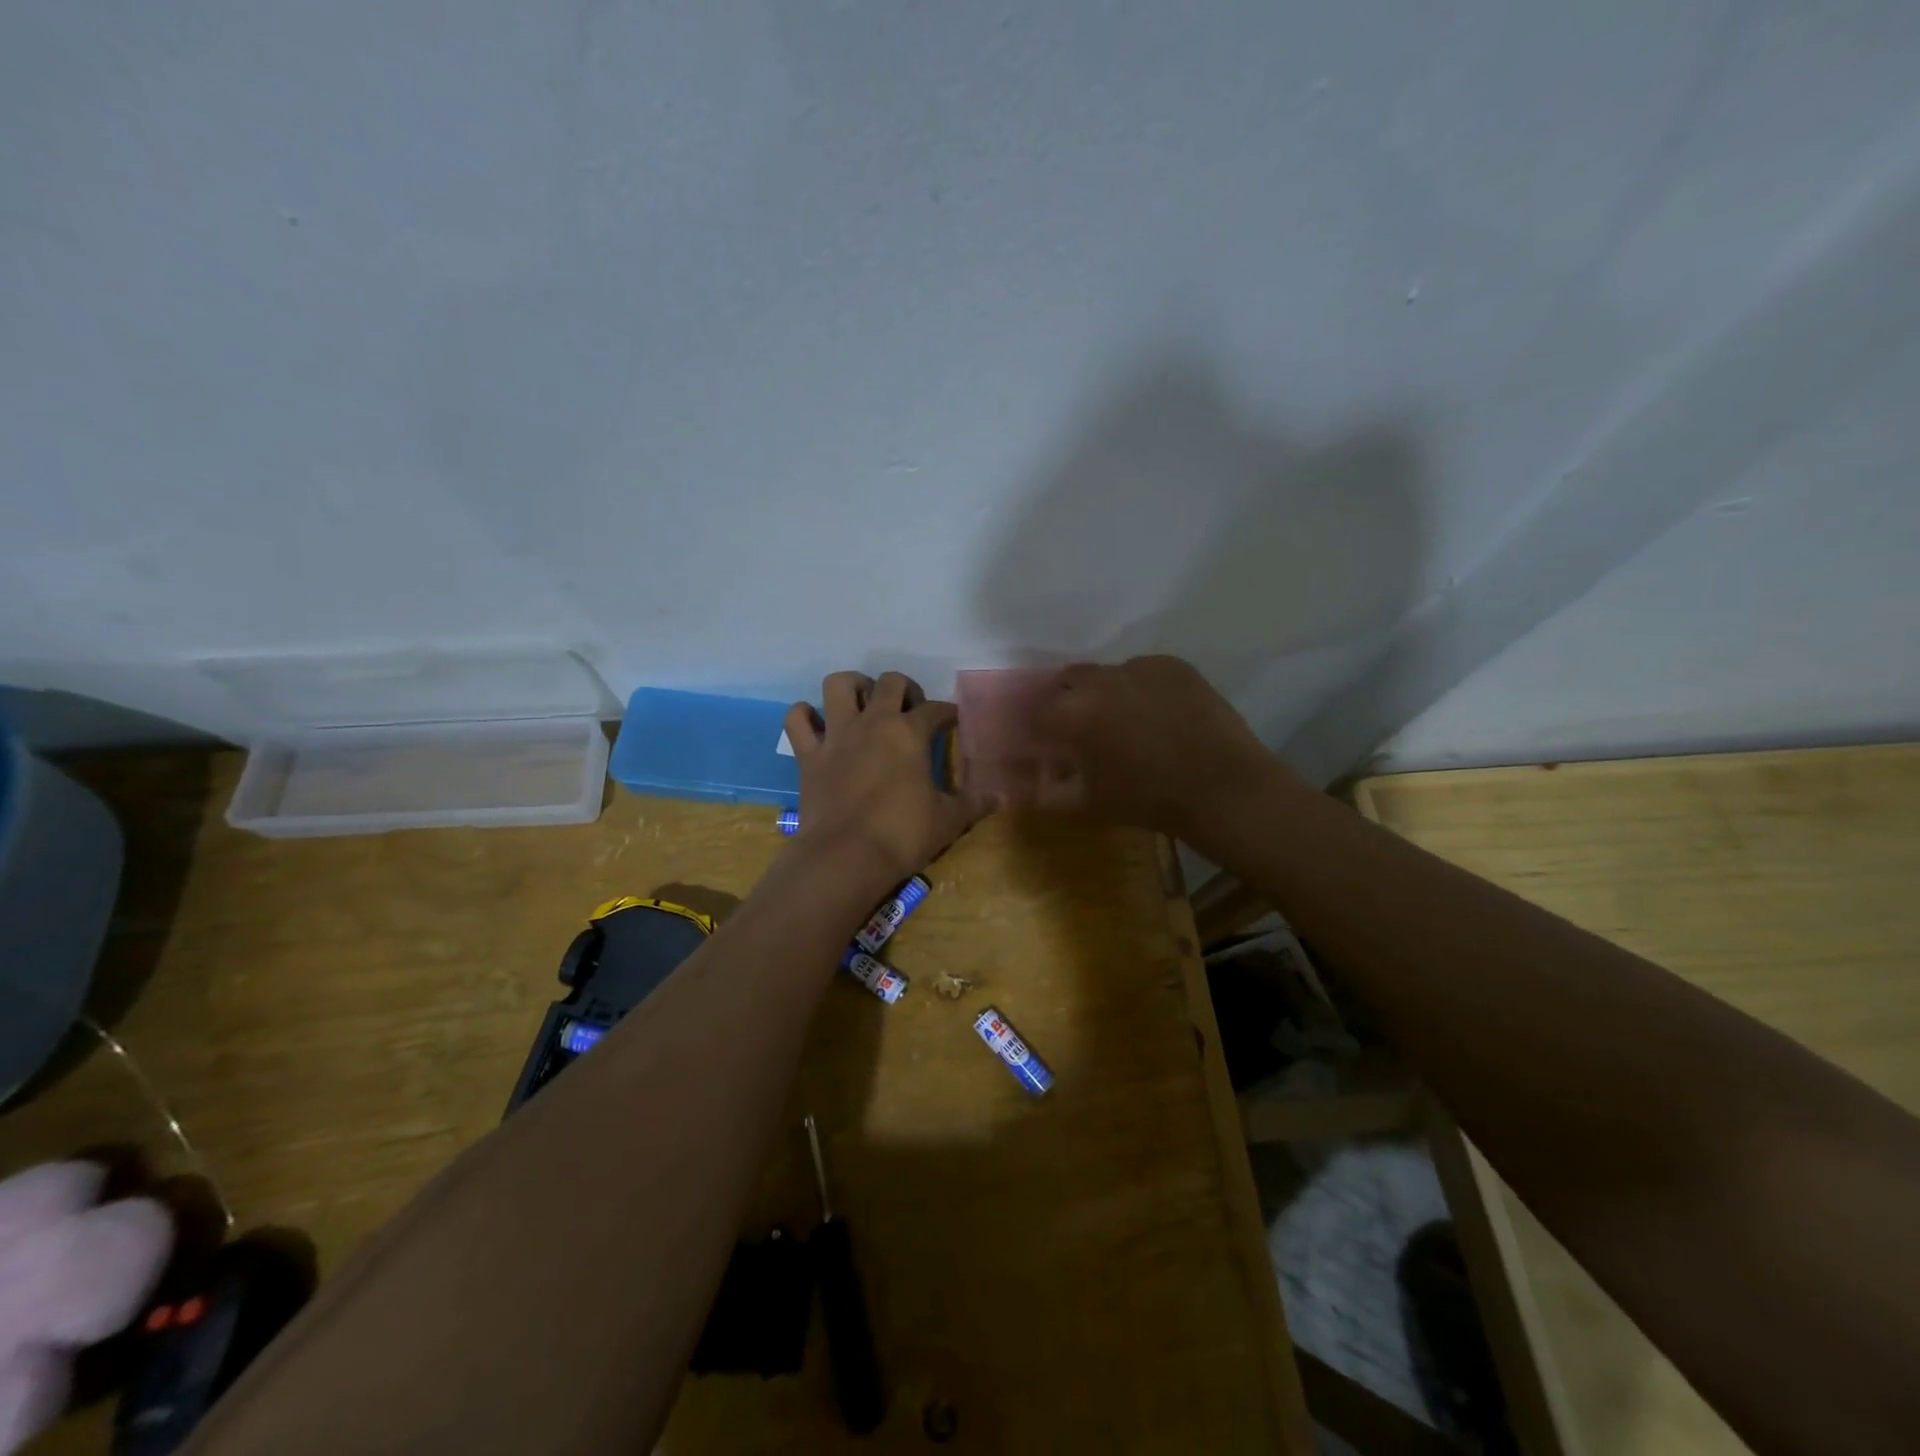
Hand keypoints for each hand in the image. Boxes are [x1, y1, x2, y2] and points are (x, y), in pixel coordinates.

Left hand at [784, 671, 992, 885]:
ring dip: (853, 686)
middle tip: (910, 711)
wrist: (845, 856)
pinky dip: (805, 716)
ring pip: (839, 684)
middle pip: (890, 682)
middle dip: (905, 689)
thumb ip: (974, 804)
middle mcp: (873, 722)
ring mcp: (837, 735)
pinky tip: (817, 723)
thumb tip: (1001, 797)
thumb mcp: (948, 820)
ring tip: (863, 702)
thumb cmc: (902, 835)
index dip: (948, 712)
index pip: (936, 710)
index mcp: (910, 733)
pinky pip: (798, 720)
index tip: (953, 720)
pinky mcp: (808, 755)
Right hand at [1023, 656, 1293, 837]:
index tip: (1049, 741)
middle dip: (1068, 700)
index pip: (1039, 710)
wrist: (1222, 788)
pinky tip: (1158, 714)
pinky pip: (1144, 671)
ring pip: (1108, 674)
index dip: (1041, 726)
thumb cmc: (1148, 800)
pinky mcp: (1173, 665)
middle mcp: (1101, 680)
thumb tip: (1033, 784)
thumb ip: (1050, 794)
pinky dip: (1141, 688)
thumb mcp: (1089, 805)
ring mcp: (1140, 667)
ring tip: (1125, 720)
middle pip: (1069, 680)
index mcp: (1073, 713)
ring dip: (1106, 692)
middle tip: (1082, 727)